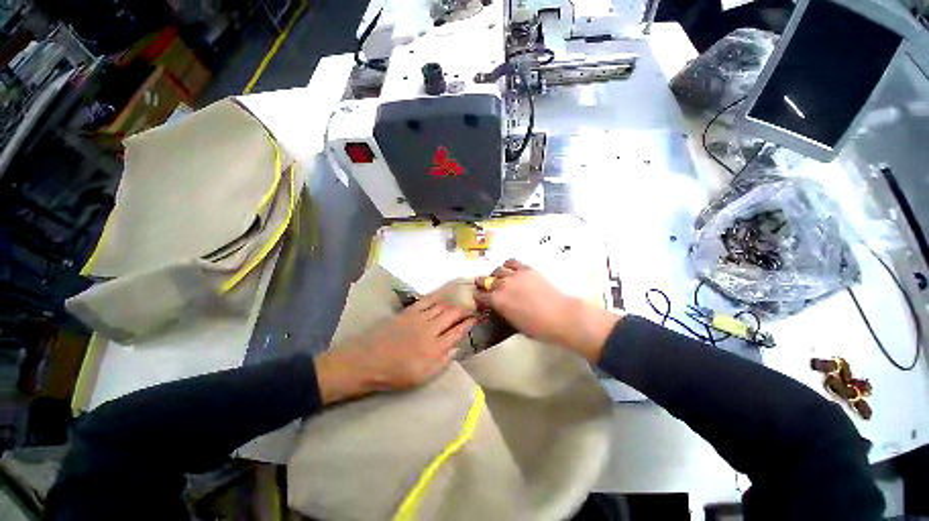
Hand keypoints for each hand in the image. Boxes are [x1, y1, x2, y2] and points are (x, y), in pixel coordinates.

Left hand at [315, 293, 476, 403]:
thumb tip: (457, 348)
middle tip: (471, 309)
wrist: (366, 361)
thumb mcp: (421, 377)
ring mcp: (419, 318)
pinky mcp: (408, 311)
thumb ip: (442, 362)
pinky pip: (426, 301)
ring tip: (458, 304)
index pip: (458, 332)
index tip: (476, 319)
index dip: (469, 324)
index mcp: (435, 348)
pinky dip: (437, 298)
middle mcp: (430, 329)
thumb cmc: (394, 374)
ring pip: (441, 305)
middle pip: (452, 314)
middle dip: (464, 310)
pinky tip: (441, 298)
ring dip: (452, 304)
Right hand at [474, 259, 620, 361]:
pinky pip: (511, 262)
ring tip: (500, 279)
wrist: (560, 315)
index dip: (478, 298)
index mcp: (496, 301)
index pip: (479, 295)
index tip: (481, 300)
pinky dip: (508, 265)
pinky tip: (510, 270)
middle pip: (483, 280)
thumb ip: (502, 312)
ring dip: (495, 275)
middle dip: (482, 284)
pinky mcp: (526, 269)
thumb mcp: (514, 324)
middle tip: (487, 289)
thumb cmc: (537, 328)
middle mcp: (501, 285)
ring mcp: (513, 275)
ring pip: (496, 270)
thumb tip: (498, 307)